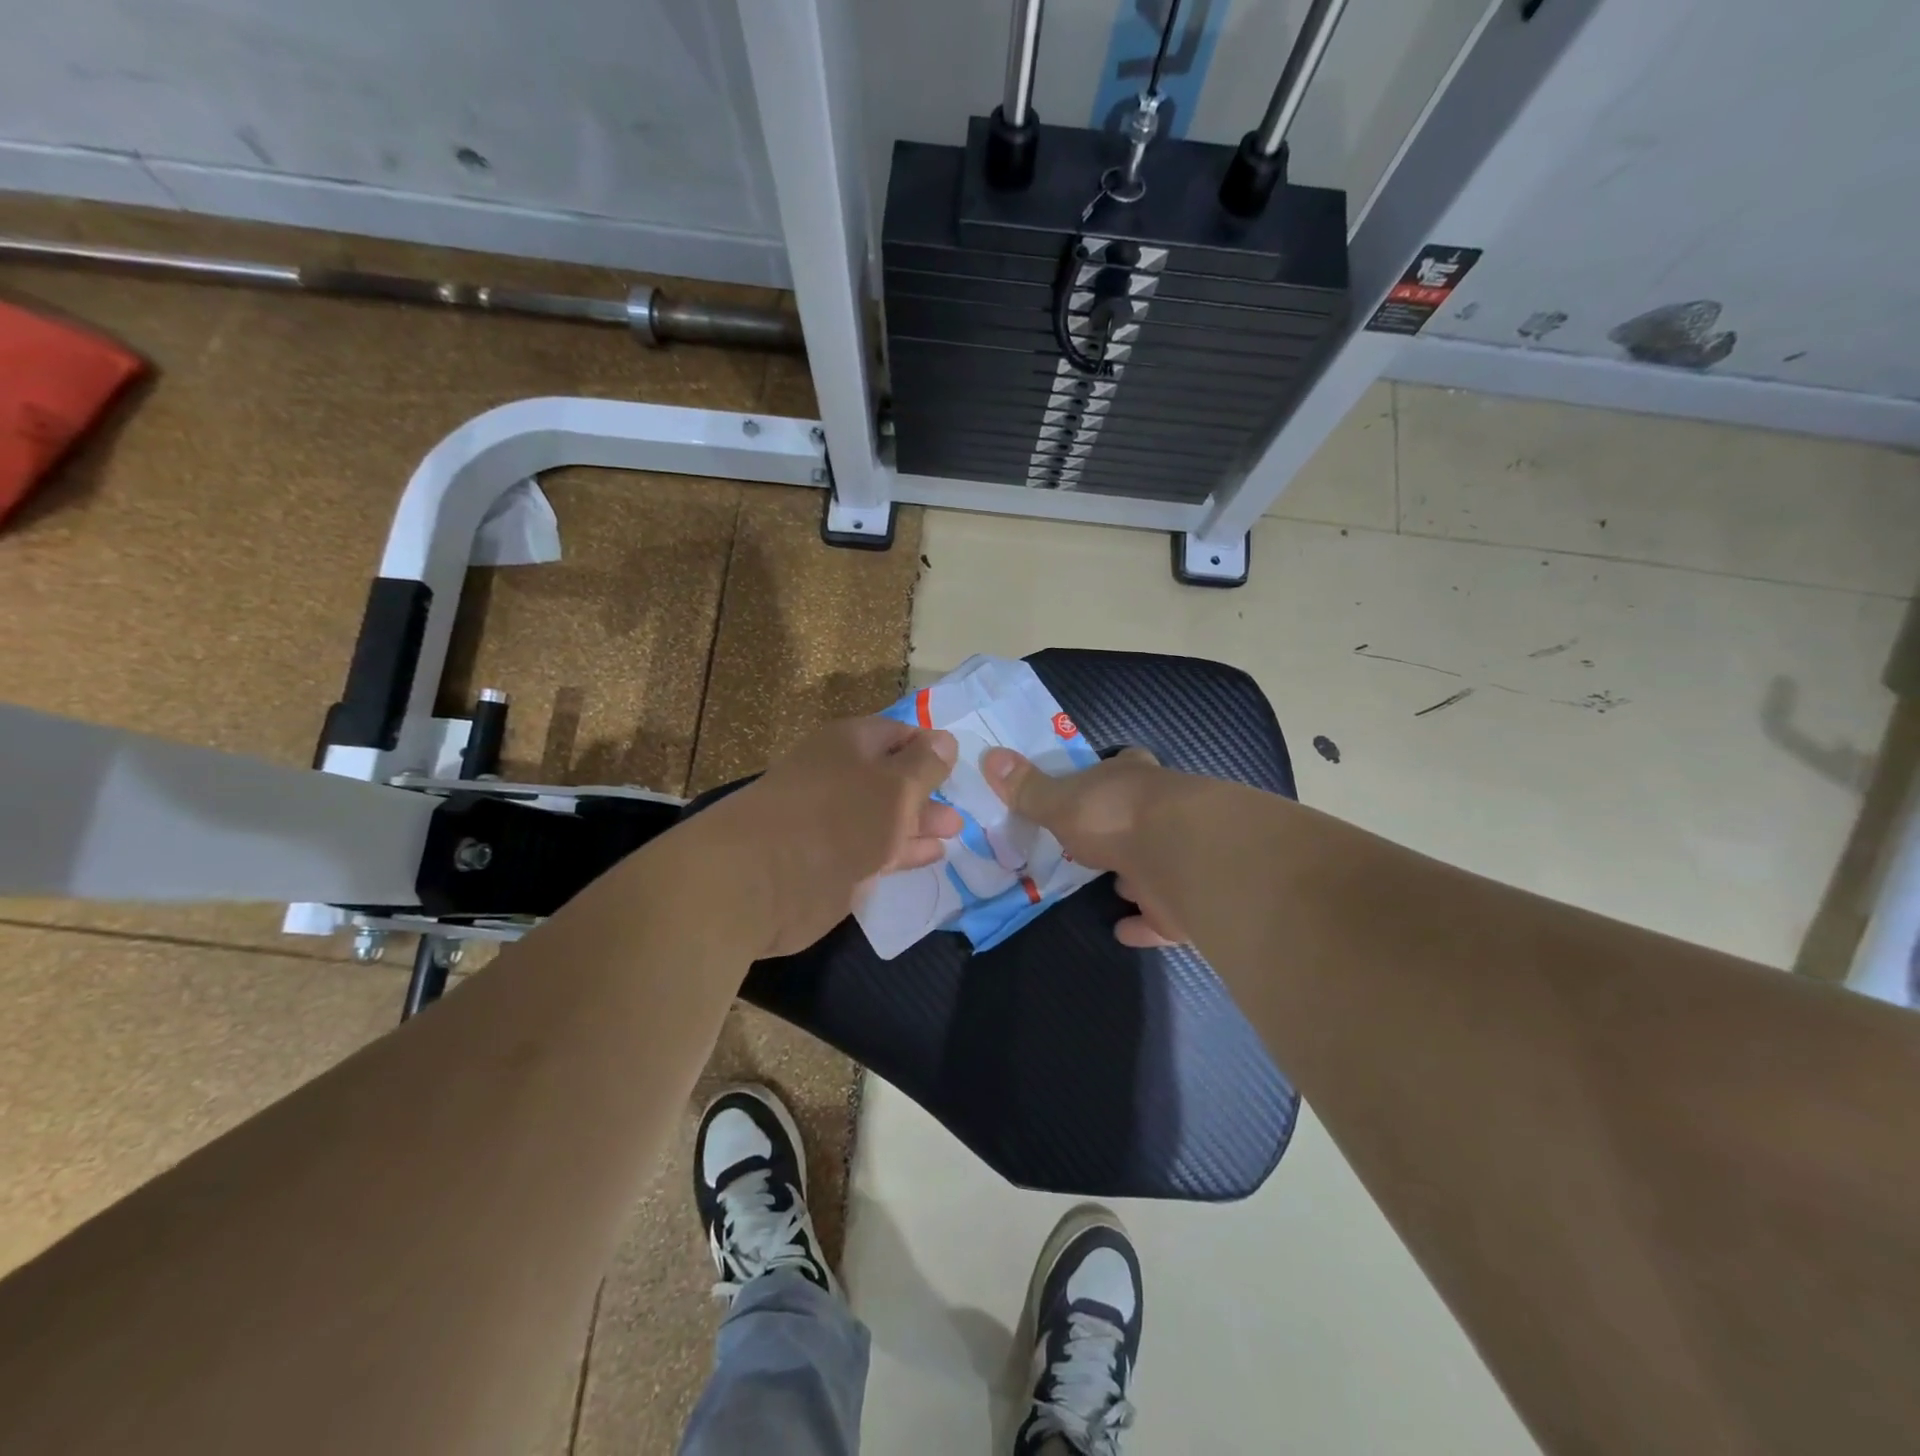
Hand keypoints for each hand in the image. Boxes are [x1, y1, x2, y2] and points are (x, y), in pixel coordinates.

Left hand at [714, 716, 961, 956]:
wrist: (766, 879)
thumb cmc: (839, 816)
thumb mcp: (895, 786)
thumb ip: (924, 766)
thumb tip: (946, 740)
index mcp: (850, 744)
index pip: (897, 733)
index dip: (929, 745)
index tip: (960, 763)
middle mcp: (840, 777)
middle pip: (891, 776)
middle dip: (927, 789)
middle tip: (963, 804)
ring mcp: (835, 822)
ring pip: (886, 815)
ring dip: (919, 821)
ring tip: (955, 830)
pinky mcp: (833, 862)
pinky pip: (877, 849)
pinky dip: (904, 850)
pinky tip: (933, 855)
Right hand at [982, 746, 1188, 947]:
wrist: (1182, 857)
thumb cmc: (1114, 816)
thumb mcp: (1060, 801)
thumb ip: (1028, 789)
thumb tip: (990, 754)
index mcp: (1131, 779)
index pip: (1124, 764)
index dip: (1111, 771)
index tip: (1096, 779)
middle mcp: (1161, 812)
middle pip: (1140, 815)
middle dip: (1120, 828)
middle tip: (1092, 843)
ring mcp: (1177, 857)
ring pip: (1154, 863)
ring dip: (1135, 875)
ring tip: (1111, 885)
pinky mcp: (1184, 901)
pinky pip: (1159, 916)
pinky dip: (1142, 924)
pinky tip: (1122, 930)